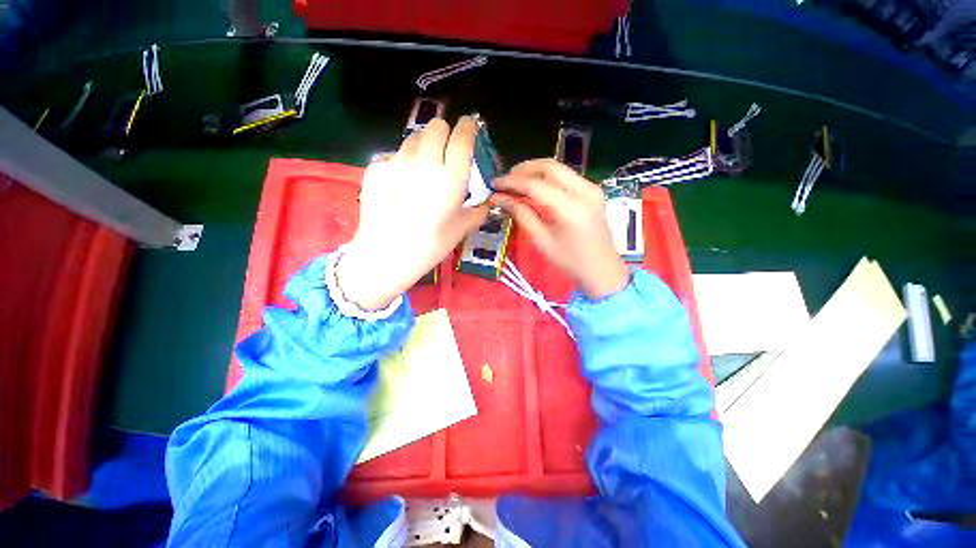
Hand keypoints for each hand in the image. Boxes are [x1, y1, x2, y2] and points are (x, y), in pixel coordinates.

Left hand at [336, 117, 488, 309]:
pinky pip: (395, 155)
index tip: (470, 126)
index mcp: (451, 177)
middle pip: (436, 126)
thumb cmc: (431, 245)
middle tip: (445, 152)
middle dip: (444, 133)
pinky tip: (401, 185)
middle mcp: (425, 161)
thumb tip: (485, 200)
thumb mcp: (462, 229)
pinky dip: (403, 163)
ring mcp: (397, 161)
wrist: (386, 254)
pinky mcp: (376, 166)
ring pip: (414, 137)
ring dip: (423, 146)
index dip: (468, 127)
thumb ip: (478, 209)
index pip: (462, 137)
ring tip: (422, 169)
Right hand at [493, 159, 629, 298]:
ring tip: (515, 183)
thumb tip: (499, 198)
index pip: (536, 185)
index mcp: (571, 208)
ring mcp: (591, 187)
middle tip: (505, 182)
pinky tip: (534, 187)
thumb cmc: (569, 261)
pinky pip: (566, 175)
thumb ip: (521, 215)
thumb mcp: (541, 241)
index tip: (494, 184)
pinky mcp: (592, 190)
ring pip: (558, 167)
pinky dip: (547, 177)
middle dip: (523, 170)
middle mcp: (584, 190)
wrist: (601, 269)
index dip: (512, 182)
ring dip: (534, 171)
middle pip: (549, 166)